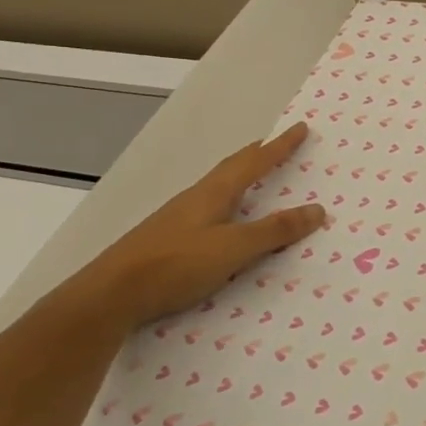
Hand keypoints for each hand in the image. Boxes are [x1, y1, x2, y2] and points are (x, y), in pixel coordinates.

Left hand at [51, 123, 324, 331]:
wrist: (108, 297)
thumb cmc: (175, 265)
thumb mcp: (233, 248)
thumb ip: (275, 231)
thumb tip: (318, 209)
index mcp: (214, 193)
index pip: (254, 162)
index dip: (279, 146)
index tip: (299, 128)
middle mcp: (195, 199)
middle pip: (232, 169)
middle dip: (257, 156)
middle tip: (277, 146)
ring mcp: (177, 219)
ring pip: (217, 190)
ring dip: (241, 180)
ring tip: (256, 181)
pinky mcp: (167, 241)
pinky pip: (208, 211)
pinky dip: (227, 206)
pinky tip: (225, 222)